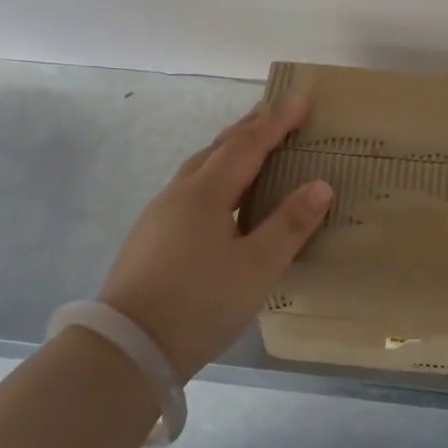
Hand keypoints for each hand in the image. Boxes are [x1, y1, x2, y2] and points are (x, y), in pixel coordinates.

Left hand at [99, 96, 331, 380]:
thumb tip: (320, 185)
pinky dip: (214, 175)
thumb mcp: (257, 268)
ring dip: (228, 149)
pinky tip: (219, 196)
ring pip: (200, 167)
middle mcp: (180, 193)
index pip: (248, 145)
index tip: (301, 100)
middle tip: (276, 110)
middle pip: (219, 148)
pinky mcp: (150, 236)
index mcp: (207, 193)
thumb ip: (290, 224)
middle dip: (250, 126)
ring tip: (250, 145)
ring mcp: (160, 214)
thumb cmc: (200, 303)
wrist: (127, 347)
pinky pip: (190, 189)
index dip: (277, 122)